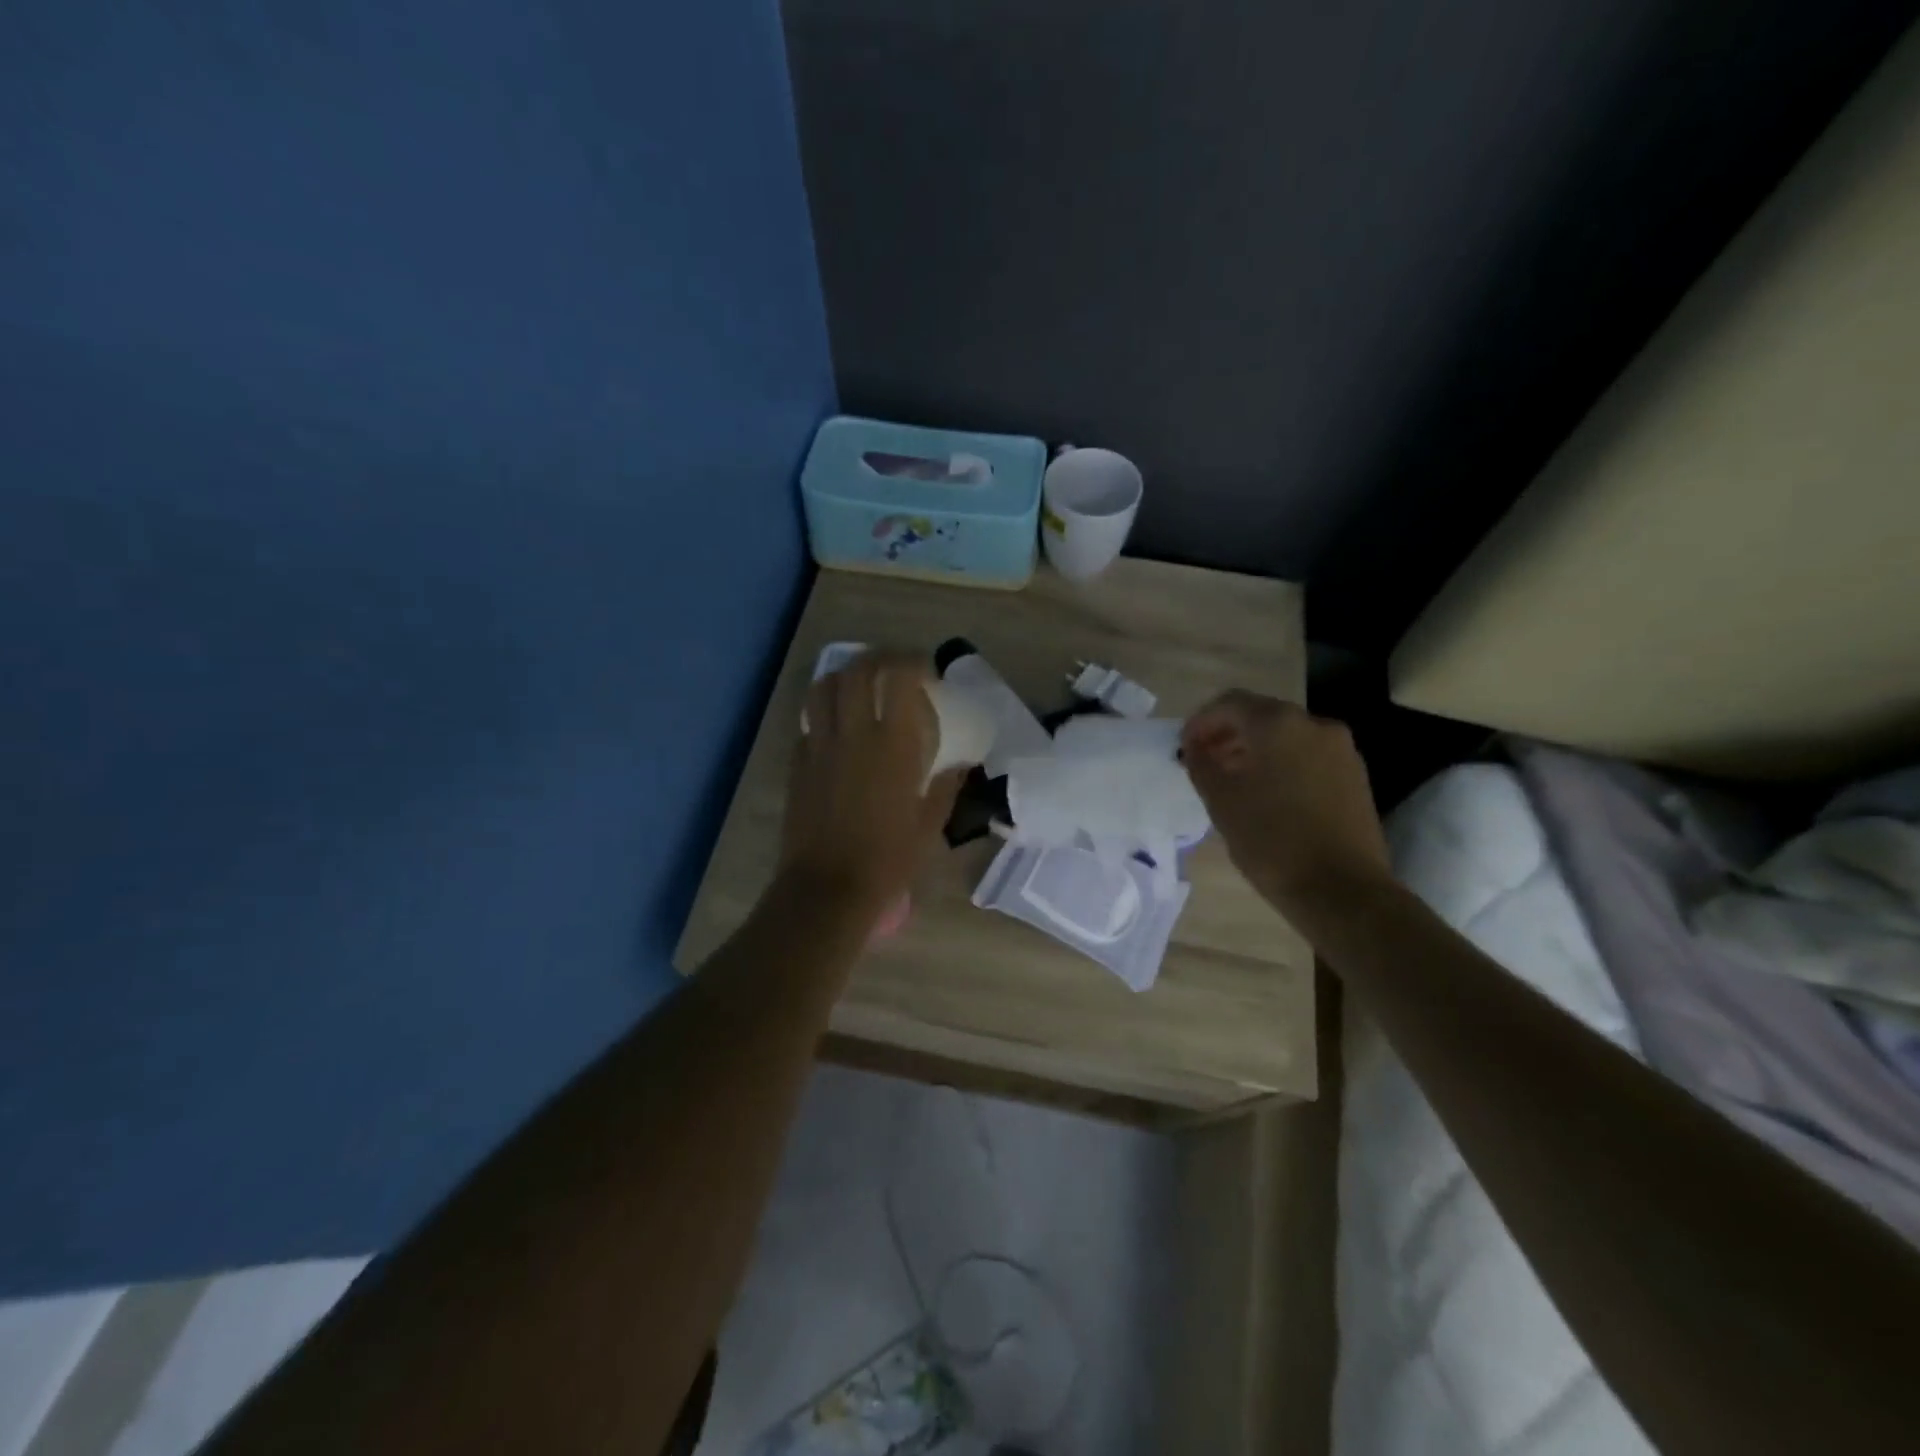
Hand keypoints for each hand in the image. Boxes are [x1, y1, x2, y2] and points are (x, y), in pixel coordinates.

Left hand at [779, 652, 963, 922]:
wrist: (828, 888)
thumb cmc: (888, 859)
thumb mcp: (929, 824)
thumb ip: (946, 786)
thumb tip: (960, 764)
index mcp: (892, 744)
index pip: (899, 677)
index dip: (914, 663)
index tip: (927, 672)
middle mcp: (852, 734)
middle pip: (857, 669)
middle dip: (879, 658)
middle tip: (895, 669)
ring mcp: (819, 746)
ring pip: (823, 686)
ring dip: (845, 676)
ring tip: (862, 687)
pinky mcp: (797, 763)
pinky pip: (809, 721)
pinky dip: (825, 712)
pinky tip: (839, 728)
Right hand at [1181, 690, 1390, 914]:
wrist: (1342, 890)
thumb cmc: (1271, 840)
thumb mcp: (1220, 801)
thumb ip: (1201, 764)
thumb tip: (1195, 748)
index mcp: (1278, 723)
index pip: (1230, 703)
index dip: (1201, 722)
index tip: (1184, 748)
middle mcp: (1314, 725)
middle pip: (1260, 716)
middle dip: (1228, 735)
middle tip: (1204, 762)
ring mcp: (1341, 750)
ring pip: (1286, 737)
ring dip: (1254, 750)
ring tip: (1232, 781)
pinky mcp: (1354, 776)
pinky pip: (1307, 756)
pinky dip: (1281, 764)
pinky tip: (1266, 795)